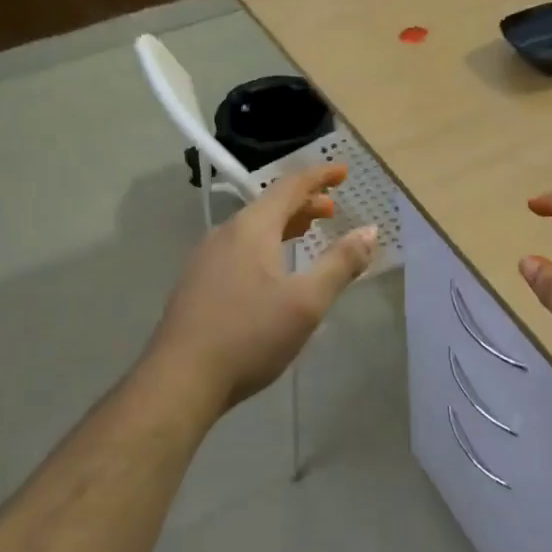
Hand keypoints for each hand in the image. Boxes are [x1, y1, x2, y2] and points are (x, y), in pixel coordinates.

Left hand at [148, 164, 376, 411]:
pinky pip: (239, 250)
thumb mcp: (306, 301)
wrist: (181, 379)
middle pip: (269, 206)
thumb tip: (370, 231)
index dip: (319, 177)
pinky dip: (265, 246)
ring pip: (252, 230)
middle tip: (333, 210)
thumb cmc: (250, 335)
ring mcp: (206, 260)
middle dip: (304, 204)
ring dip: (284, 226)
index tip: (343, 172)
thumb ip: (341, 263)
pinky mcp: (197, 285)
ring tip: (306, 235)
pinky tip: (271, 273)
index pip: (290, 187)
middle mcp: (224, 235)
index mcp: (251, 229)